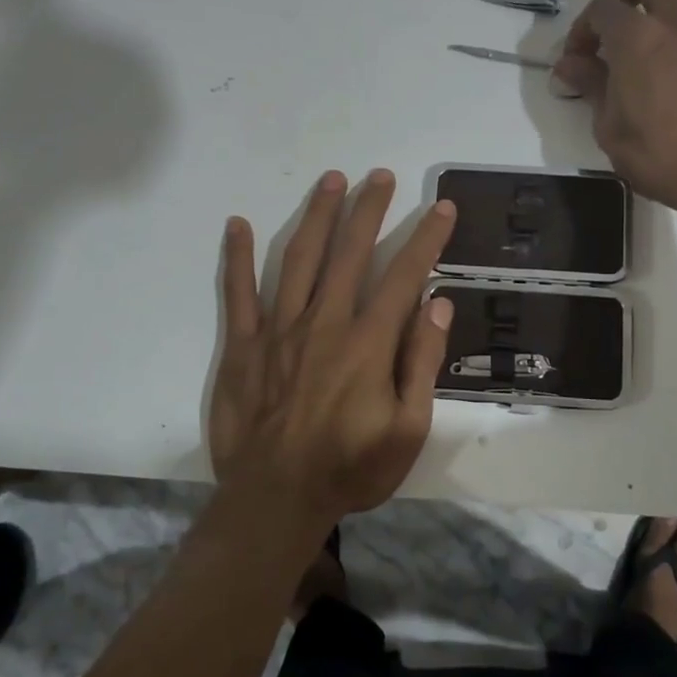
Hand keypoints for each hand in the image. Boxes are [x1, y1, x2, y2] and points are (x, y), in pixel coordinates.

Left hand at [210, 169, 457, 534]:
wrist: (275, 500)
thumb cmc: (350, 468)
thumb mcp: (409, 429)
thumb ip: (423, 362)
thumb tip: (437, 304)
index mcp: (368, 343)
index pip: (404, 276)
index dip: (426, 238)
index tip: (440, 207)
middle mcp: (325, 323)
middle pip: (351, 252)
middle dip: (369, 210)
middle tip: (380, 176)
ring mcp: (279, 330)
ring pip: (299, 259)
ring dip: (317, 216)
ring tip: (331, 180)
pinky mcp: (242, 345)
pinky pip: (238, 293)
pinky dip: (237, 257)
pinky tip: (238, 224)